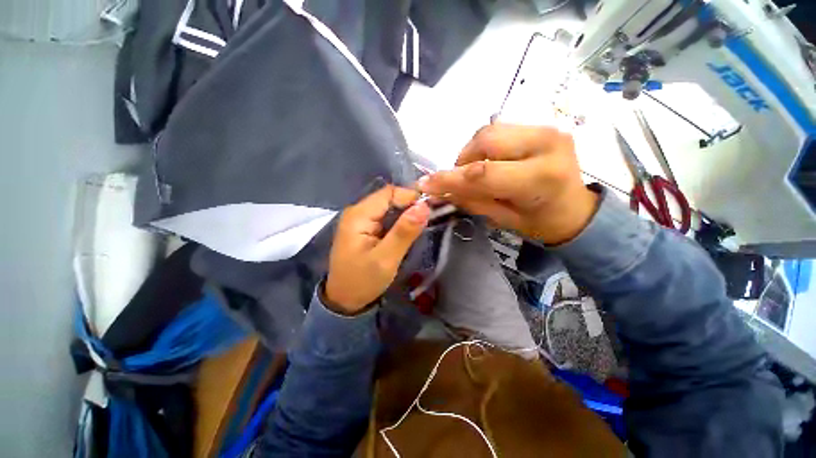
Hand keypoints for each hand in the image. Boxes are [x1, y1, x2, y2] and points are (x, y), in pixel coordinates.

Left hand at [324, 186, 429, 313]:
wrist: (344, 301)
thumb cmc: (363, 281)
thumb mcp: (386, 259)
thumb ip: (404, 232)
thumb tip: (424, 206)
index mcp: (359, 215)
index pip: (389, 193)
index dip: (410, 197)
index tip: (429, 210)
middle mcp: (357, 212)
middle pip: (388, 198)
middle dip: (409, 205)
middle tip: (428, 219)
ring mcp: (360, 220)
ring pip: (388, 207)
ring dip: (406, 213)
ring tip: (422, 225)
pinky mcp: (365, 229)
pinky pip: (385, 217)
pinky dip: (399, 221)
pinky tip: (408, 230)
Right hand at [418, 124, 597, 244]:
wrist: (575, 210)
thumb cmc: (541, 222)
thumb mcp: (503, 218)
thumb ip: (471, 200)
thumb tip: (439, 191)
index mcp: (541, 178)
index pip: (483, 173)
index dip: (450, 178)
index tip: (426, 184)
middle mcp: (546, 145)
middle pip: (486, 140)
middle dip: (463, 161)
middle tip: (459, 180)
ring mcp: (547, 130)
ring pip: (490, 131)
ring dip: (473, 152)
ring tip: (474, 172)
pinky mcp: (542, 126)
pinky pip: (500, 131)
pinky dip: (485, 147)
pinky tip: (488, 163)